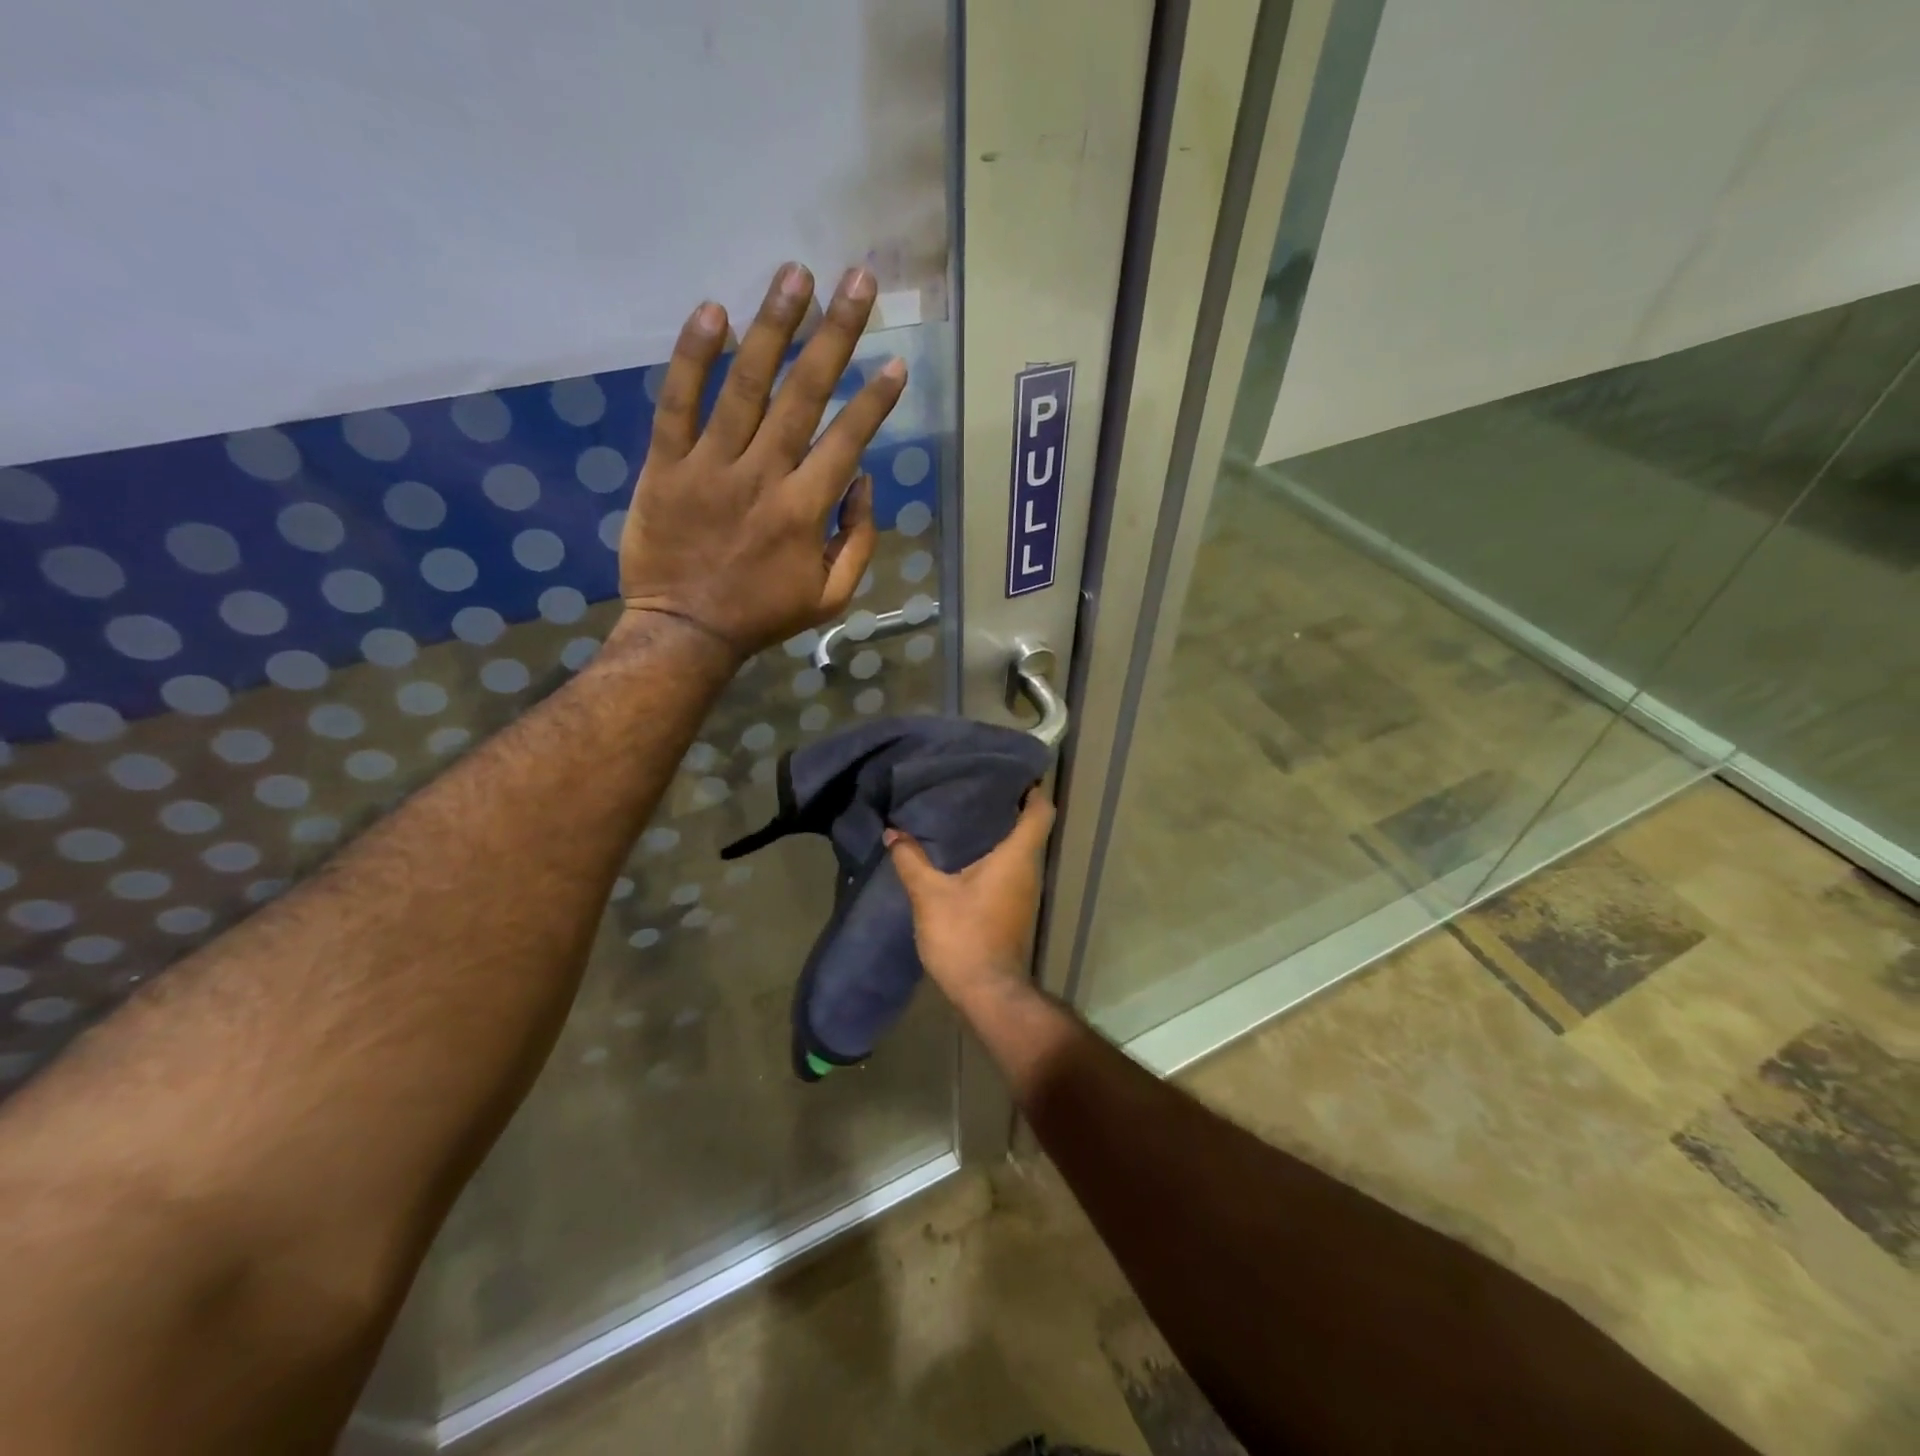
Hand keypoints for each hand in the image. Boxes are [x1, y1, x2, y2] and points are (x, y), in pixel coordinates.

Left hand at [619, 262, 907, 656]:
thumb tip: (863, 482)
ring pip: (746, 385)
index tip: (896, 361)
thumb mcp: (830, 596)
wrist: (684, 631)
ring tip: (795, 274)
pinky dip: (693, 357)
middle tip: (858, 281)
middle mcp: (763, 476)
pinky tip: (713, 311)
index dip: (875, 399)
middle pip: (804, 394)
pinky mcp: (665, 464)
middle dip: (836, 334)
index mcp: (805, 510)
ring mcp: (710, 466)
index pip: (847, 439)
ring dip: (773, 325)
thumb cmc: (762, 615)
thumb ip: (857, 540)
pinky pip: (678, 403)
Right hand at [884, 793, 1055, 997]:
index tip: (1010, 772)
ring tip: (962, 812)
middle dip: (1006, 804)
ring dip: (997, 830)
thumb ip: (911, 860)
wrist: (987, 991)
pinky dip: (992, 854)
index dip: (1032, 788)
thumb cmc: (965, 935)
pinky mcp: (1015, 907)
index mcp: (1017, 855)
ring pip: (1018, 847)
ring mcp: (1025, 890)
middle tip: (973, 786)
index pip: (1040, 810)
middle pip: (1029, 825)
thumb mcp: (930, 895)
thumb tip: (893, 832)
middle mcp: (1028, 868)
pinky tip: (962, 853)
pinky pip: (1009, 868)